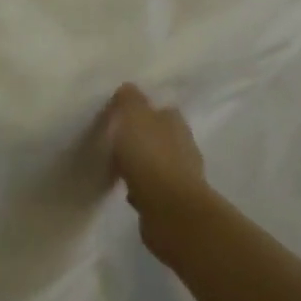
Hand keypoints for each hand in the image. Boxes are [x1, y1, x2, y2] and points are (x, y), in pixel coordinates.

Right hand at [103, 83, 207, 250]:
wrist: (170, 211)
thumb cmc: (150, 156)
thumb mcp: (132, 116)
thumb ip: (128, 100)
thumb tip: (128, 89)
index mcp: (175, 120)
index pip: (159, 108)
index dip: (141, 111)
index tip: (121, 117)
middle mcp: (184, 144)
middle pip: (159, 136)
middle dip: (141, 139)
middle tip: (117, 143)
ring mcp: (182, 175)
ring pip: (157, 163)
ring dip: (141, 165)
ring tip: (118, 169)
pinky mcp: (175, 203)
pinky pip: (154, 189)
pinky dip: (142, 188)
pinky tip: (128, 192)